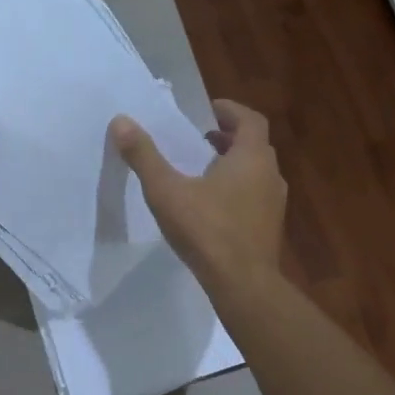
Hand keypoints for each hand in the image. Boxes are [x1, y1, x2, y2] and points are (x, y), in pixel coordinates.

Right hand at [109, 99, 285, 291]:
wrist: (243, 284)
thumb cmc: (207, 230)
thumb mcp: (167, 191)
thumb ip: (144, 156)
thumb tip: (121, 121)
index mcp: (251, 157)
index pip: (250, 119)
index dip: (230, 111)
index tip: (207, 110)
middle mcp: (270, 174)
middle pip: (253, 145)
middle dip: (227, 137)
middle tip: (199, 138)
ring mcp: (274, 203)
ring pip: (255, 172)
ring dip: (232, 164)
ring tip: (201, 170)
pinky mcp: (270, 227)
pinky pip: (254, 196)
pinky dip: (237, 189)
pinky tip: (211, 206)